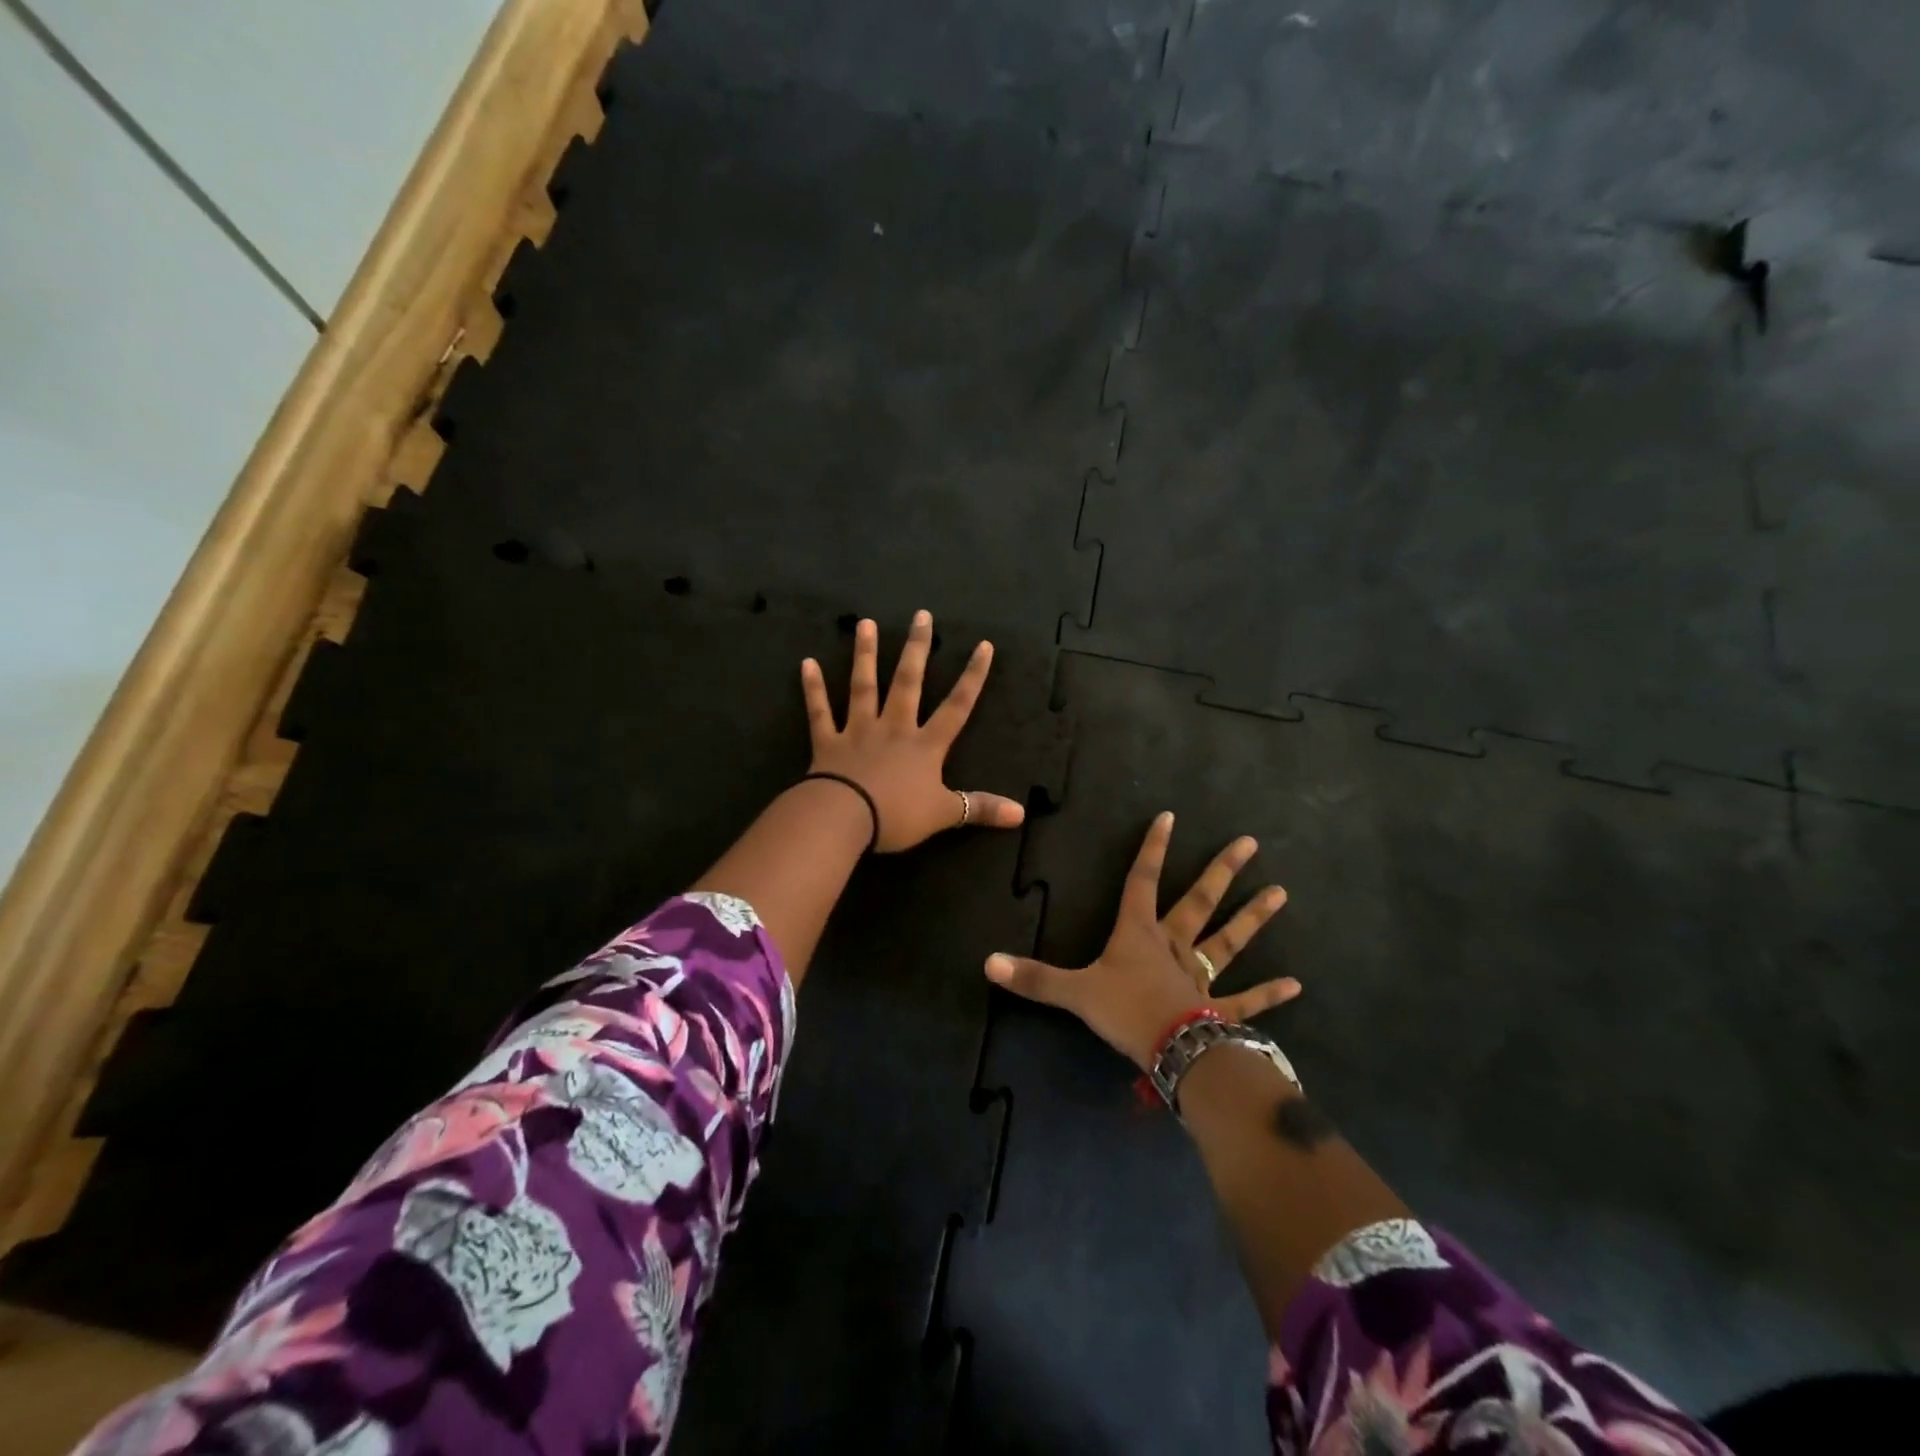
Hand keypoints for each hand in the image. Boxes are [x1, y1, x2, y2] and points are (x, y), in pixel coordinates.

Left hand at [801, 611, 1025, 852]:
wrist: (845, 818)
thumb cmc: (897, 815)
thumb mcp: (944, 814)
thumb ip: (980, 808)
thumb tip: (1022, 814)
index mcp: (925, 745)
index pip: (957, 706)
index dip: (972, 677)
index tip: (983, 645)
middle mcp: (894, 728)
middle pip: (908, 682)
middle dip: (917, 649)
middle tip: (920, 615)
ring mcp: (859, 731)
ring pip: (864, 686)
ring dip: (865, 654)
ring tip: (866, 624)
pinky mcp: (828, 742)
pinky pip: (820, 712)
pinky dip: (813, 688)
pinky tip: (807, 663)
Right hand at [984, 811, 1298, 1068]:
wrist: (1171, 1050)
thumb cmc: (1125, 1010)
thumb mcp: (1074, 993)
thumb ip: (1034, 978)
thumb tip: (988, 963)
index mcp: (1139, 933)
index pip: (1143, 880)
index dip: (1152, 848)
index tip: (1169, 816)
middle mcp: (1174, 945)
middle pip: (1200, 901)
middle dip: (1221, 871)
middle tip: (1249, 843)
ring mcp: (1201, 975)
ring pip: (1228, 940)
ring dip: (1253, 918)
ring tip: (1280, 893)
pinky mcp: (1219, 1008)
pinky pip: (1247, 1000)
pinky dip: (1270, 994)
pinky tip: (1296, 984)